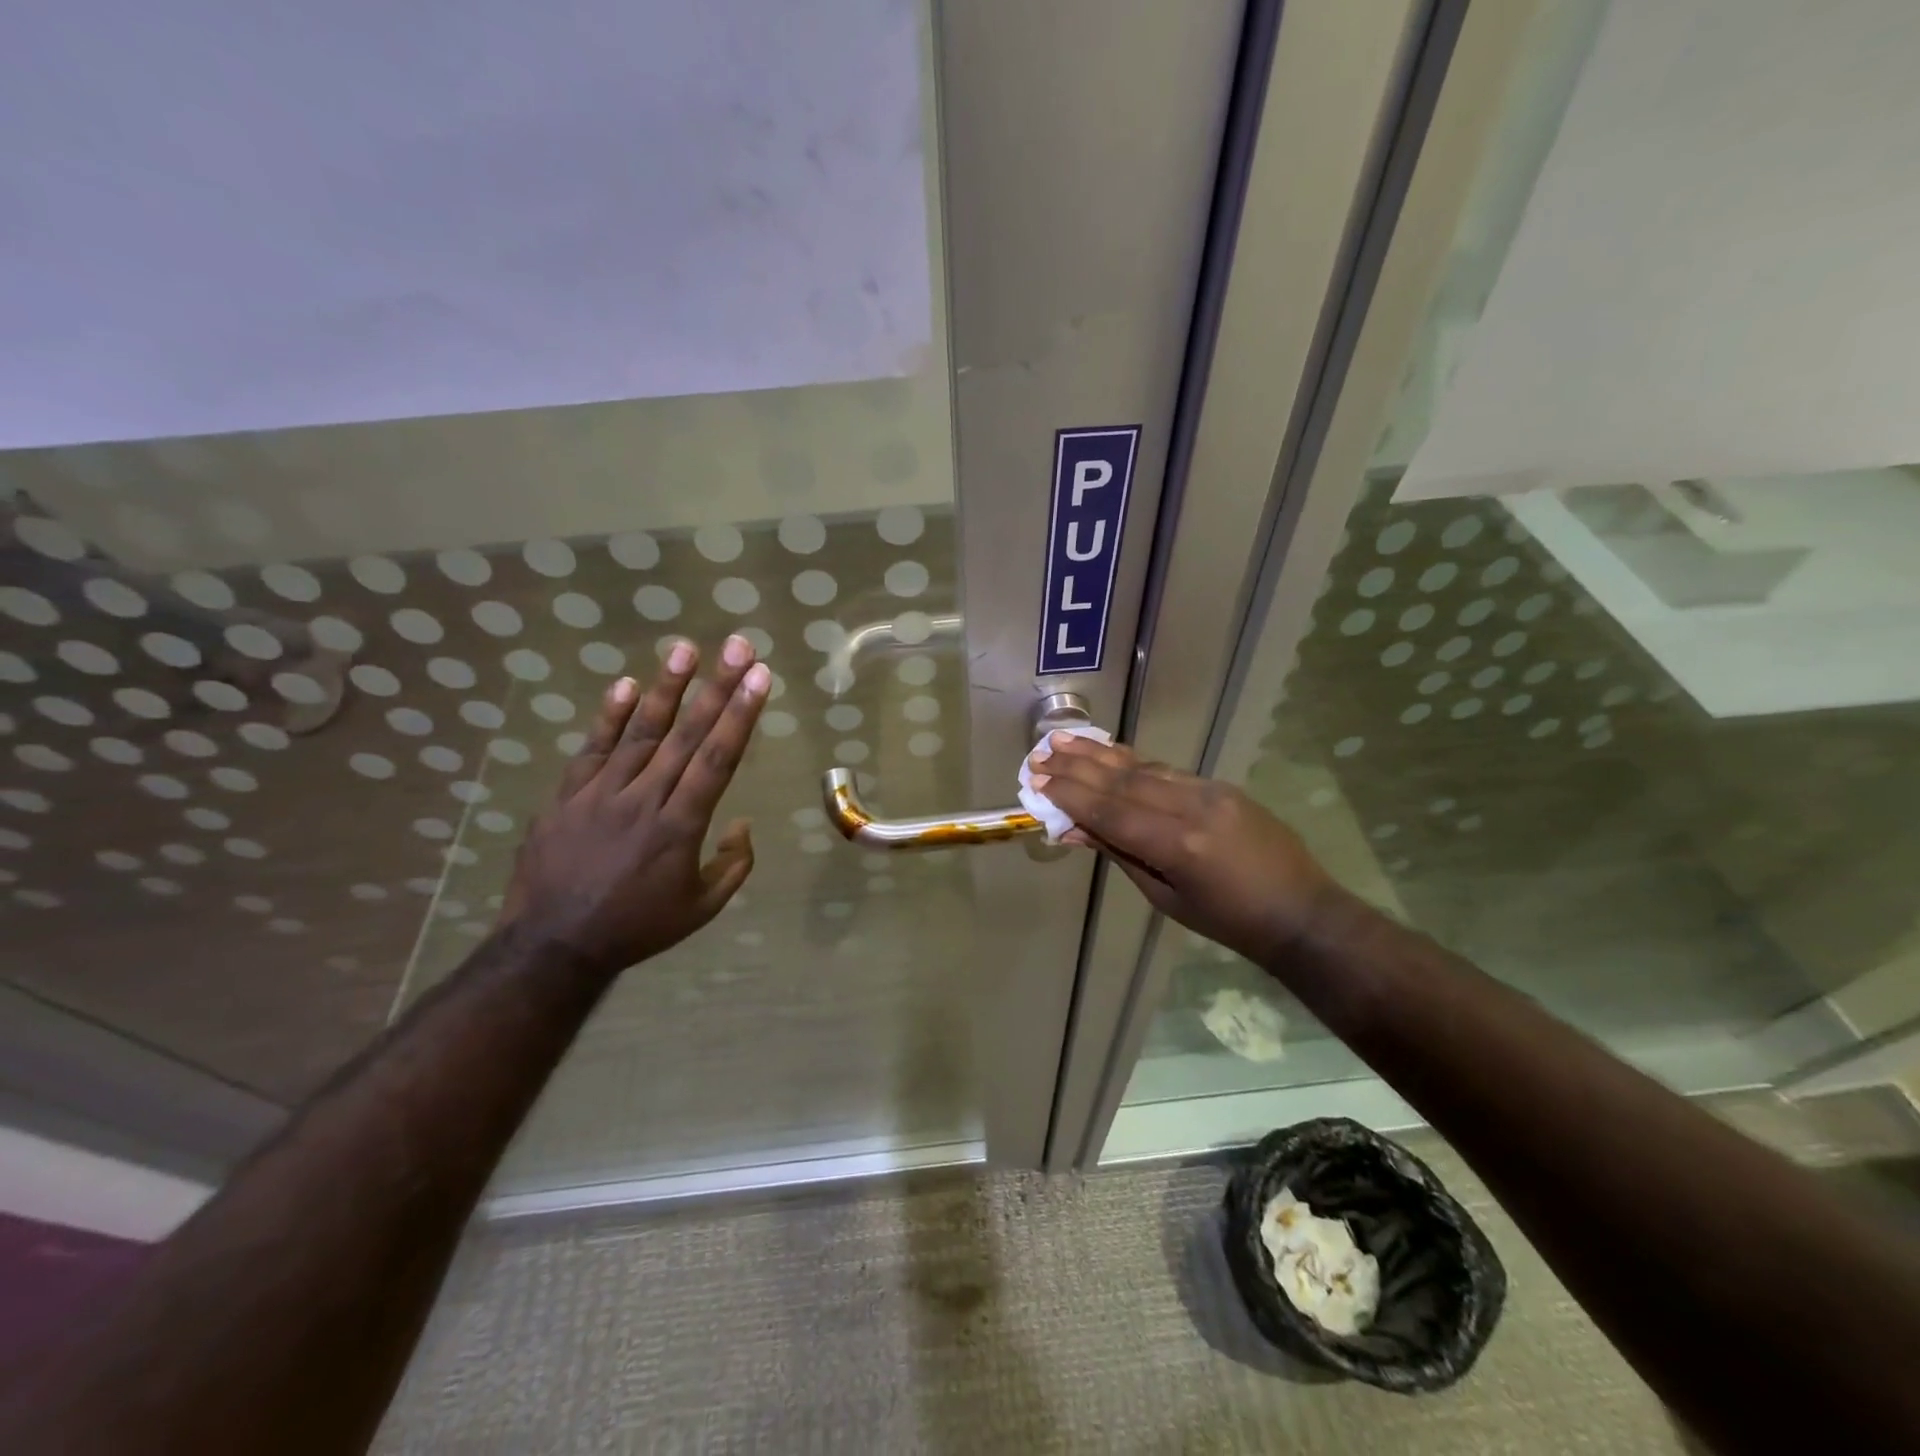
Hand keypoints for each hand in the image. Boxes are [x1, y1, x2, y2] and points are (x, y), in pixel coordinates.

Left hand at [499, 635, 770, 974]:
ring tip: (685, 648)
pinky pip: (591, 750)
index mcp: (680, 828)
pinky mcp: (566, 796)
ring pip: (640, 733)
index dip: (741, 715)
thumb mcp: (701, 909)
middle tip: (738, 645)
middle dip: (717, 687)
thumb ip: (733, 866)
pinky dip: (609, 717)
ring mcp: (600, 794)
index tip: (760, 677)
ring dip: (666, 688)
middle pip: (686, 735)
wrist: (553, 945)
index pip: (717, 760)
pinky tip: (625, 685)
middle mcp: (644, 800)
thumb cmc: (637, 927)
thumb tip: (742, 823)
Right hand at [1027, 734, 1342, 966]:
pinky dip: (1133, 762)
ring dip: (1100, 755)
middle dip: (1078, 767)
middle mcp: (1192, 808)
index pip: (1112, 812)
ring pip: (1144, 768)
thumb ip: (1121, 855)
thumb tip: (1074, 829)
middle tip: (1041, 753)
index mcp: (1179, 846)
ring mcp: (1210, 792)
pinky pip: (1167, 770)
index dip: (1072, 795)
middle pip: (1123, 781)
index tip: (1038, 781)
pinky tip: (1108, 753)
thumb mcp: (1165, 897)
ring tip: (1064, 740)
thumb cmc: (1228, 921)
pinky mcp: (1221, 786)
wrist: (1301, 911)